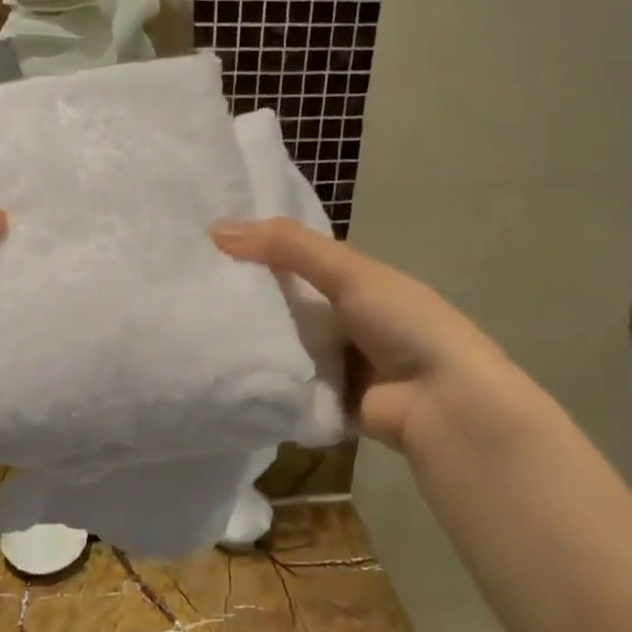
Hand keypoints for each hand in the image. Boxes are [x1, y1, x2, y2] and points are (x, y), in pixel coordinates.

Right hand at [211, 218, 535, 457]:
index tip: (204, 248)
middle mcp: (342, 321)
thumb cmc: (401, 323)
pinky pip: (285, 389)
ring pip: (281, 350)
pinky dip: (263, 384)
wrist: (442, 402)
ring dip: (250, 346)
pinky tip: (220, 375)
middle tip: (190, 296)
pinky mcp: (325, 403)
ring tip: (192, 335)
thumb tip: (215, 228)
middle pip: (283, 308)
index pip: (294, 261)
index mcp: (353, 283)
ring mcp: (335, 365)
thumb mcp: (346, 272)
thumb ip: (286, 247)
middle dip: (245, 304)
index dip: (256, 253)